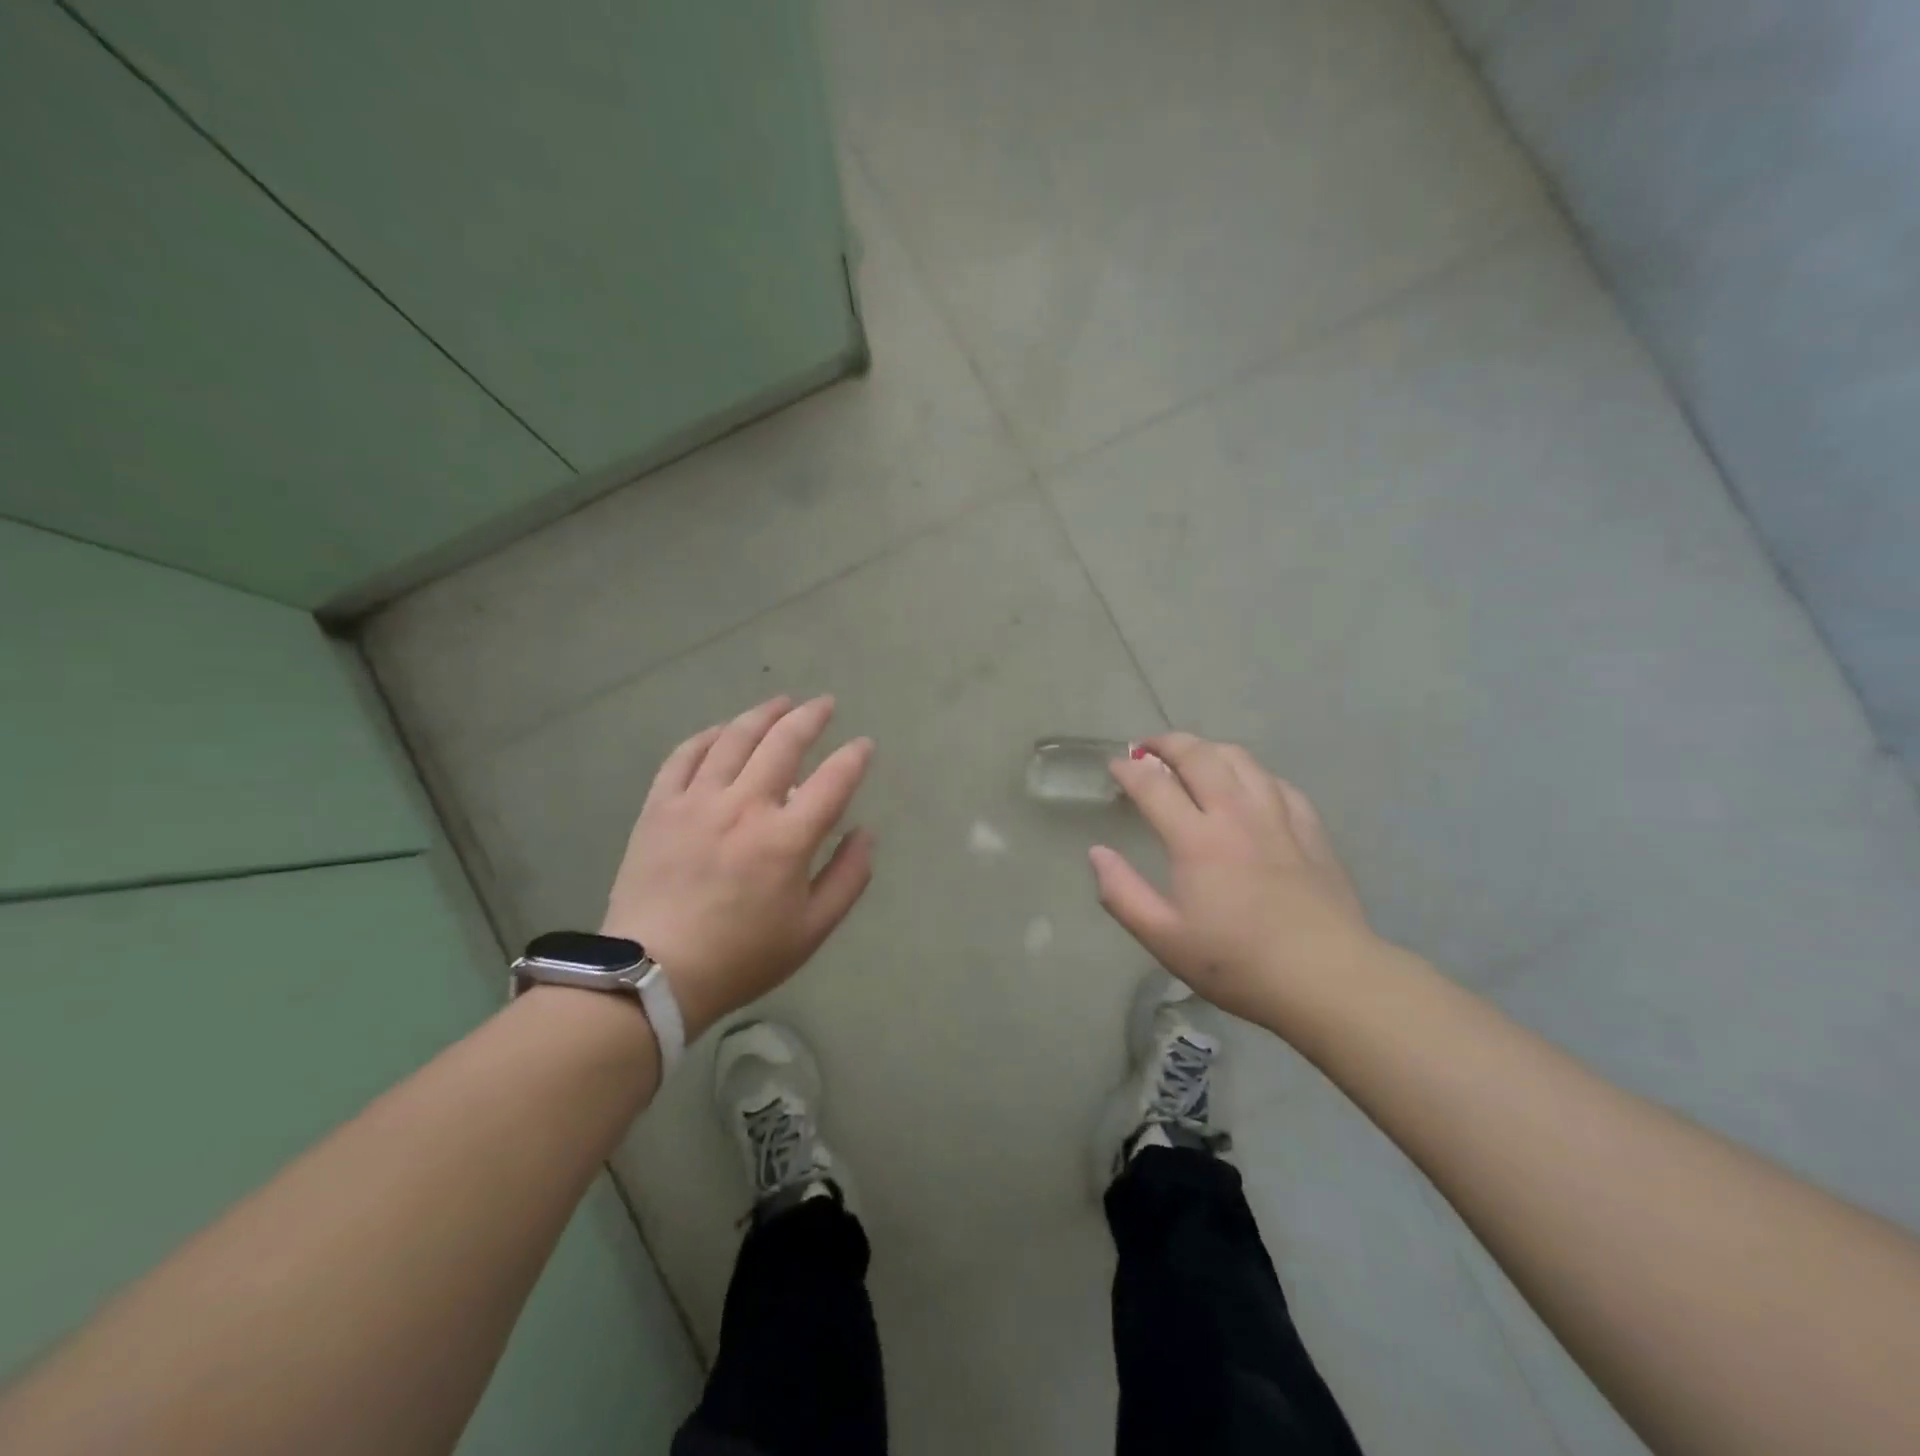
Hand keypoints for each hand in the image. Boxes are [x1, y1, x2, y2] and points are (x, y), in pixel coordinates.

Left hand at [602, 696, 874, 1040]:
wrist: (654, 975)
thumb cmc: (741, 957)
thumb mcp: (811, 930)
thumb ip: (848, 877)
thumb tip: (864, 832)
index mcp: (786, 839)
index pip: (833, 781)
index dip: (854, 757)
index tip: (863, 746)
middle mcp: (744, 807)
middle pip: (783, 743)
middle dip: (810, 717)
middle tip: (825, 704)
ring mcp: (697, 801)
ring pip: (734, 739)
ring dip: (762, 715)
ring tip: (780, 702)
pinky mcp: (660, 807)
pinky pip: (684, 756)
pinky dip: (707, 736)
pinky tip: (722, 730)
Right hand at [1089, 733, 1381, 1029]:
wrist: (1328, 978)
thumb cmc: (1237, 962)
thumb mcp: (1164, 938)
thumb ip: (1122, 893)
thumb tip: (1097, 853)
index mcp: (1196, 839)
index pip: (1153, 785)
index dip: (1129, 770)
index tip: (1115, 766)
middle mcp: (1236, 814)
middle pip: (1199, 756)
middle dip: (1167, 743)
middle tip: (1148, 748)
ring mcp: (1278, 817)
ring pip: (1241, 760)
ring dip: (1209, 749)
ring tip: (1194, 757)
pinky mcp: (1310, 829)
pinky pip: (1277, 782)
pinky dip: (1252, 773)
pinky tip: (1249, 785)